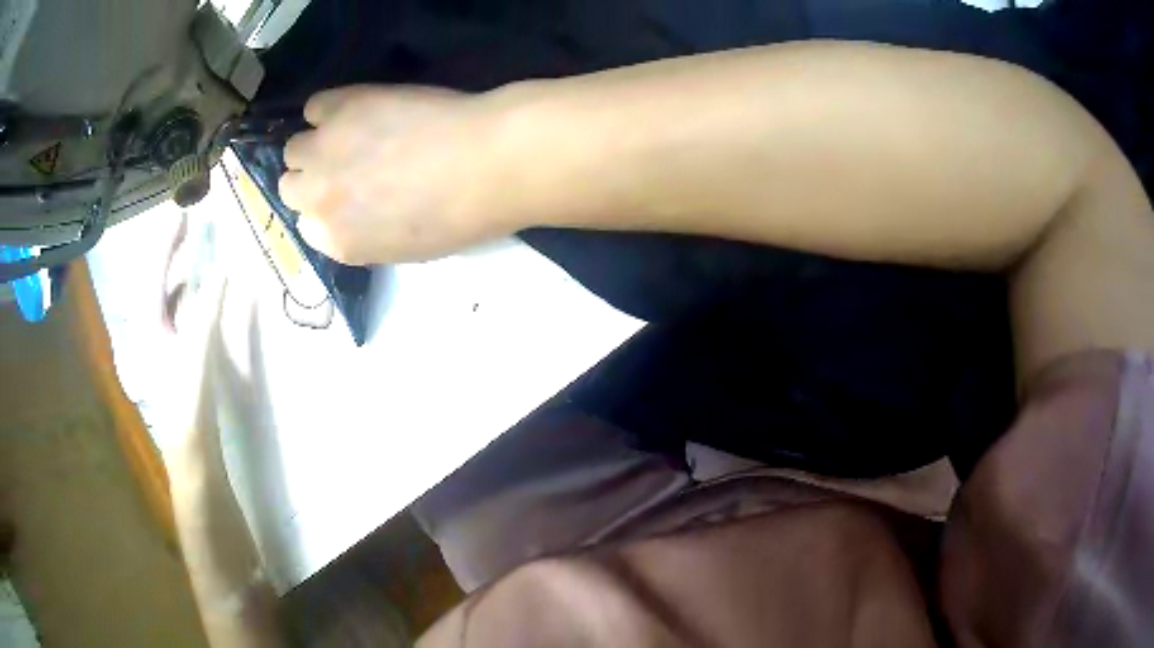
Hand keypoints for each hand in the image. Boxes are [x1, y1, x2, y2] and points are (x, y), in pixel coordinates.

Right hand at [280, 85, 528, 264]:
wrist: (485, 162)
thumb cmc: (460, 214)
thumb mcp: (406, 247)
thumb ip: (365, 235)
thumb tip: (353, 213)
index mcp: (338, 242)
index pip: (308, 227)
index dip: (327, 209)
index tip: (346, 197)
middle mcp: (318, 200)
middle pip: (291, 187)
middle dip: (314, 179)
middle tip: (345, 165)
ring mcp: (324, 150)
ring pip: (295, 149)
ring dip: (316, 145)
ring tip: (349, 136)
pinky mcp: (341, 108)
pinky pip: (315, 107)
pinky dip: (329, 109)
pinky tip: (357, 109)